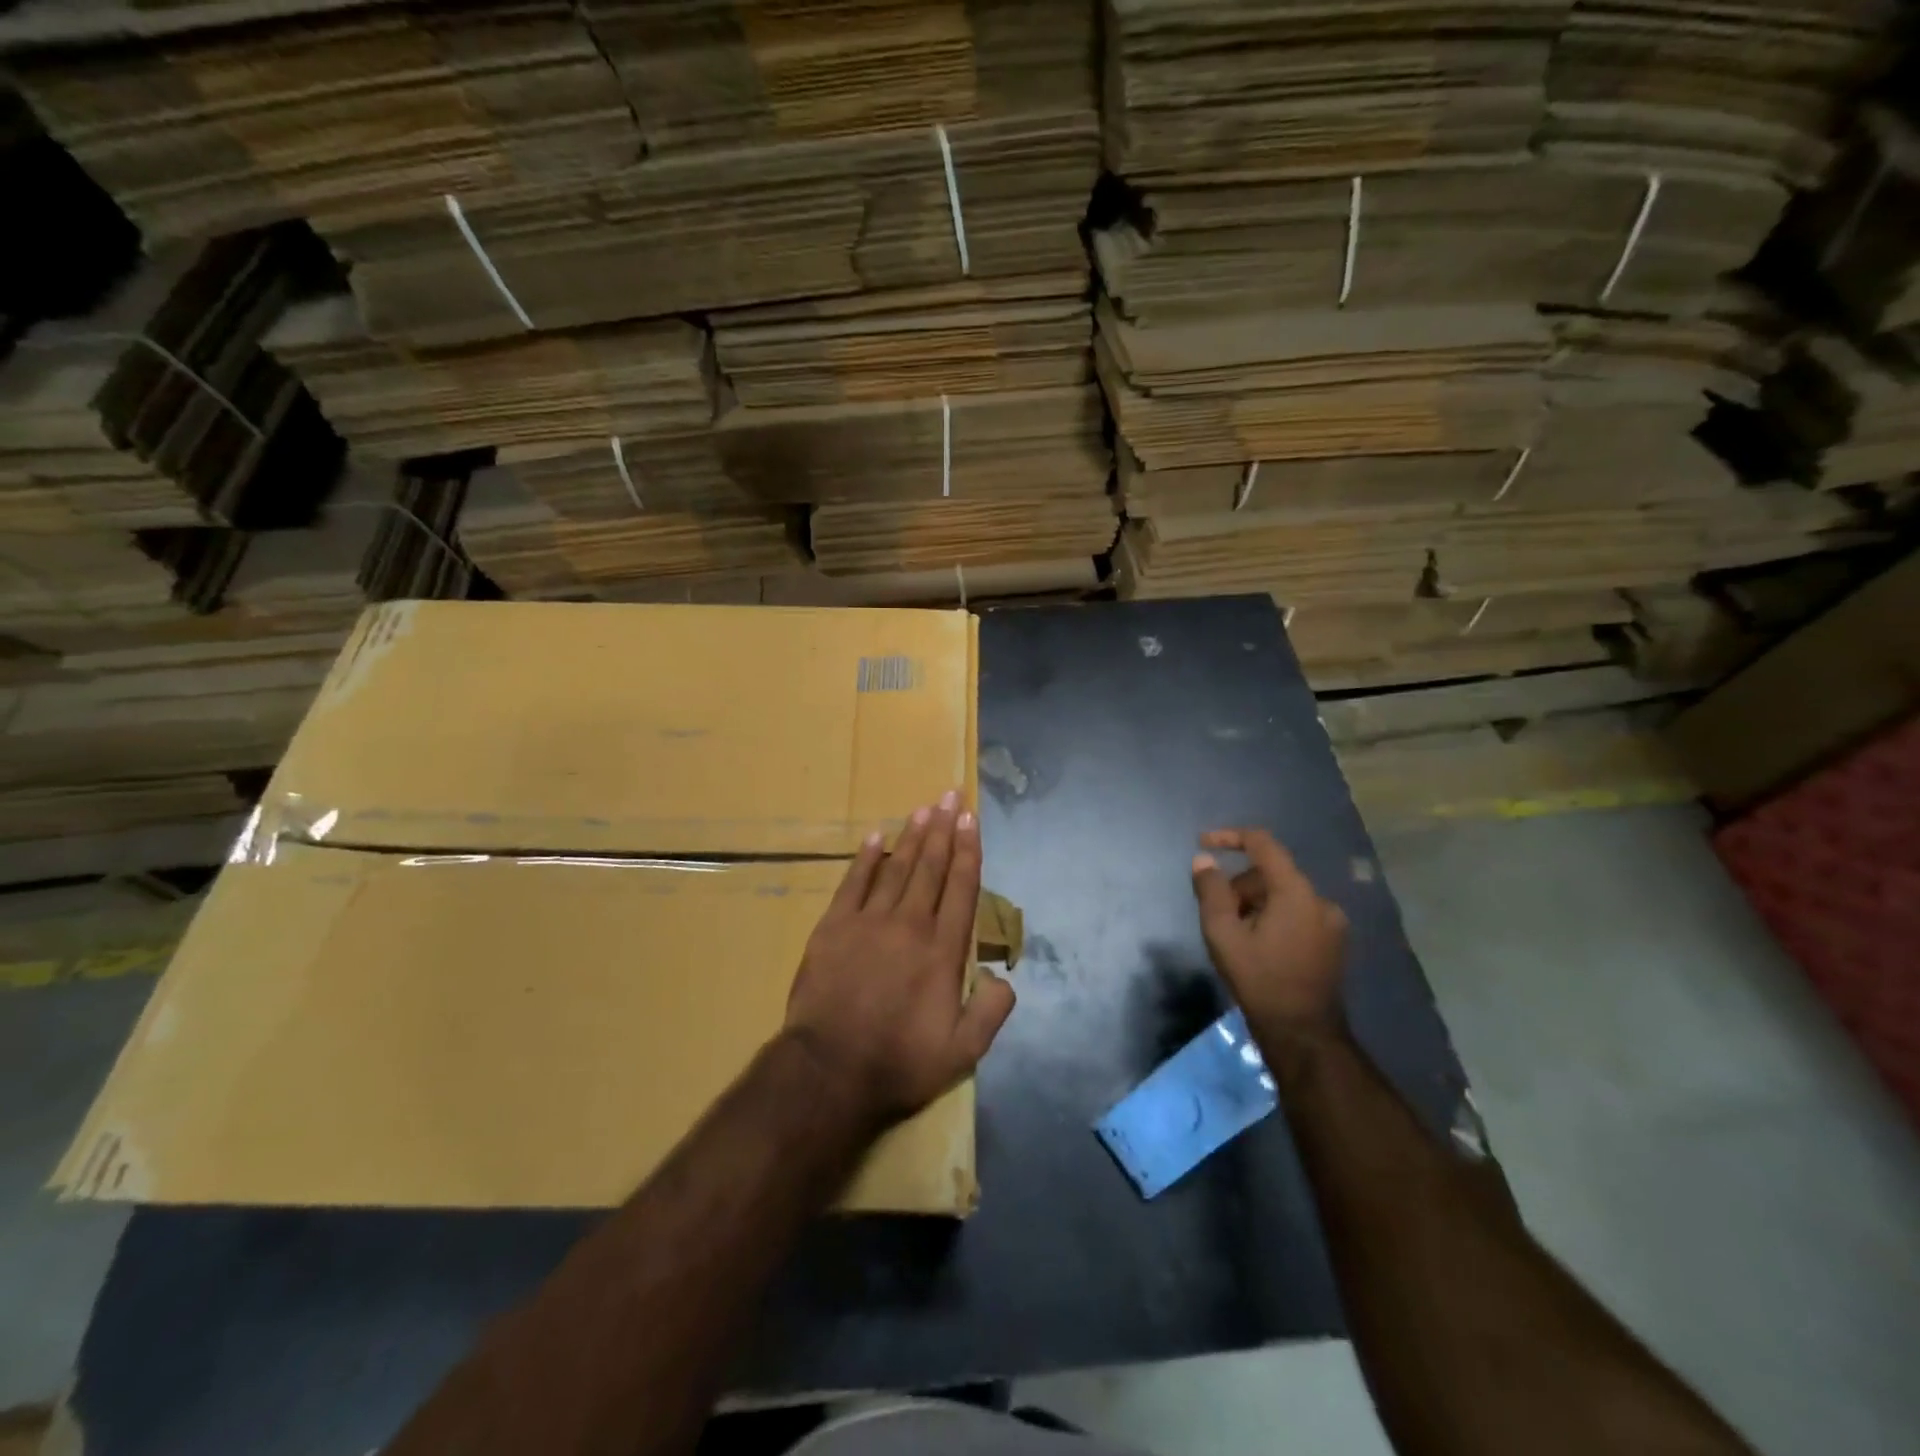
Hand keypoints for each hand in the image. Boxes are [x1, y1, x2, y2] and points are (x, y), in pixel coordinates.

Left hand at [784, 791, 1015, 1125]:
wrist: (830, 1071)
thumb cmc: (899, 1062)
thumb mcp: (963, 1051)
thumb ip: (991, 1010)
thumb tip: (1004, 977)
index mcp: (943, 950)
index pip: (961, 888)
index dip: (968, 851)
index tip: (972, 821)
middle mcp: (910, 924)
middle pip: (931, 867)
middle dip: (943, 829)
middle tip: (950, 797)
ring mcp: (869, 921)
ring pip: (897, 868)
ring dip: (912, 836)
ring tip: (924, 809)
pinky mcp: (834, 927)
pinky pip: (854, 882)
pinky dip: (866, 858)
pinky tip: (876, 836)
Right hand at [1191, 828, 1347, 1038]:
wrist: (1303, 1034)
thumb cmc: (1260, 980)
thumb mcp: (1223, 934)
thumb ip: (1211, 891)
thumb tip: (1204, 860)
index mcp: (1296, 892)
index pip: (1263, 844)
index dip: (1230, 837)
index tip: (1203, 843)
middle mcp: (1320, 899)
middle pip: (1270, 874)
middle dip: (1239, 886)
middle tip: (1217, 915)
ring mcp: (1331, 922)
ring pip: (1282, 895)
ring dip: (1255, 904)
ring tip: (1236, 936)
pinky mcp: (1333, 941)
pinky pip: (1296, 913)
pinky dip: (1273, 917)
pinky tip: (1258, 946)